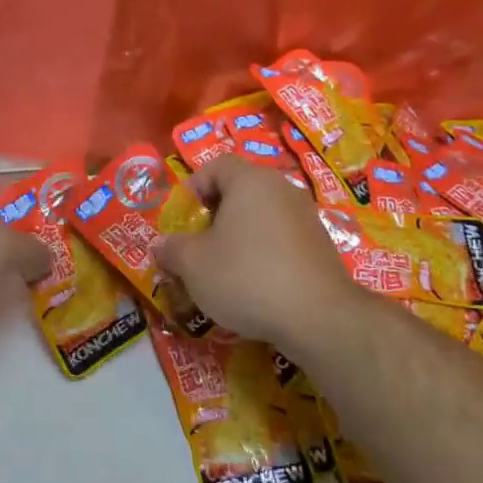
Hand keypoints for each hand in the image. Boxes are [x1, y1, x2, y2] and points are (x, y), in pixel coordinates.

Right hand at [156, 157, 355, 349]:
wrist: (318, 317)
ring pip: (261, 217)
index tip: (183, 218)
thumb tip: (161, 245)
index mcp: (251, 181)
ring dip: (238, 237)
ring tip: (222, 270)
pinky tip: (254, 285)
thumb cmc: (246, 276)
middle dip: (214, 216)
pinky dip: (262, 253)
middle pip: (240, 191)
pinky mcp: (321, 246)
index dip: (193, 187)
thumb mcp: (193, 264)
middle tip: (197, 245)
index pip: (216, 165)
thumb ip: (172, 249)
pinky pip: (281, 239)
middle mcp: (282, 189)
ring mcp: (306, 217)